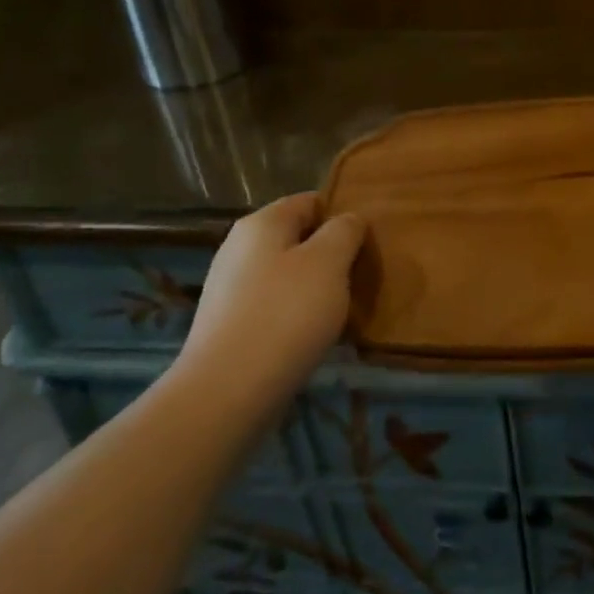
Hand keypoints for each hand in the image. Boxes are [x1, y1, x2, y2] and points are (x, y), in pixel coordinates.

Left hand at [171, 194, 364, 418]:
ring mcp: (230, 288)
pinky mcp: (229, 325)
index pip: (311, 201)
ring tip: (343, 311)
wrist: (226, 392)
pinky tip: (313, 337)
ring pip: (287, 275)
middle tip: (361, 278)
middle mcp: (239, 247)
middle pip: (298, 238)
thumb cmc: (285, 315)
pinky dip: (296, 316)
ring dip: (316, 288)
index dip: (342, 216)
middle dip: (331, 255)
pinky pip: (273, 307)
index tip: (367, 243)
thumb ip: (344, 231)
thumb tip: (348, 220)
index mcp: (262, 223)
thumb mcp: (329, 262)